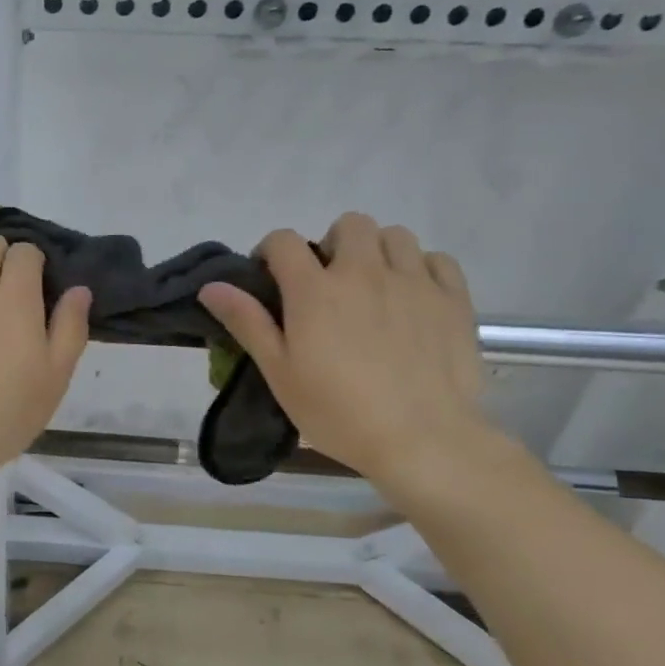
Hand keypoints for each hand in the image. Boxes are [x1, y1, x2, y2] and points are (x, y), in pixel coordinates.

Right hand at [198, 213, 489, 489]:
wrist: (423, 441)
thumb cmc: (338, 412)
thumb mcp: (279, 373)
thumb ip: (247, 322)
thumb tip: (211, 286)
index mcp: (315, 289)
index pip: (284, 240)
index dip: (271, 251)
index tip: (271, 278)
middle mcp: (364, 272)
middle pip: (348, 225)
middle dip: (331, 244)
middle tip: (328, 283)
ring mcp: (414, 282)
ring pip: (394, 235)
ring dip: (377, 251)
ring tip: (372, 287)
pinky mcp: (454, 299)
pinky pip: (437, 259)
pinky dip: (421, 268)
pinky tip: (413, 296)